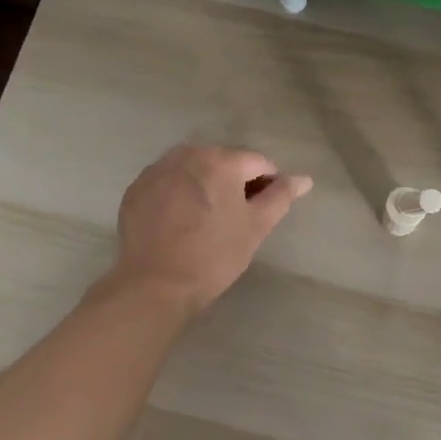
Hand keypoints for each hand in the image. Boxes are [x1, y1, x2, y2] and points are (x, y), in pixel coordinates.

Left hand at [111, 146, 311, 310]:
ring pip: (194, 169)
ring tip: (206, 219)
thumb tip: (304, 179)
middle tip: (235, 218)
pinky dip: (179, 193)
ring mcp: (158, 169)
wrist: (155, 285)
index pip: (259, 163)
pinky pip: (168, 181)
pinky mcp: (137, 188)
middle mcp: (188, 154)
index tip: (262, 213)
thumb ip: (281, 196)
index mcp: (222, 160)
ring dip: (206, 185)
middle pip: (224, 161)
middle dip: (235, 183)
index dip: (268, 185)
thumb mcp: (256, 227)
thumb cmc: (214, 255)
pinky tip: (179, 221)